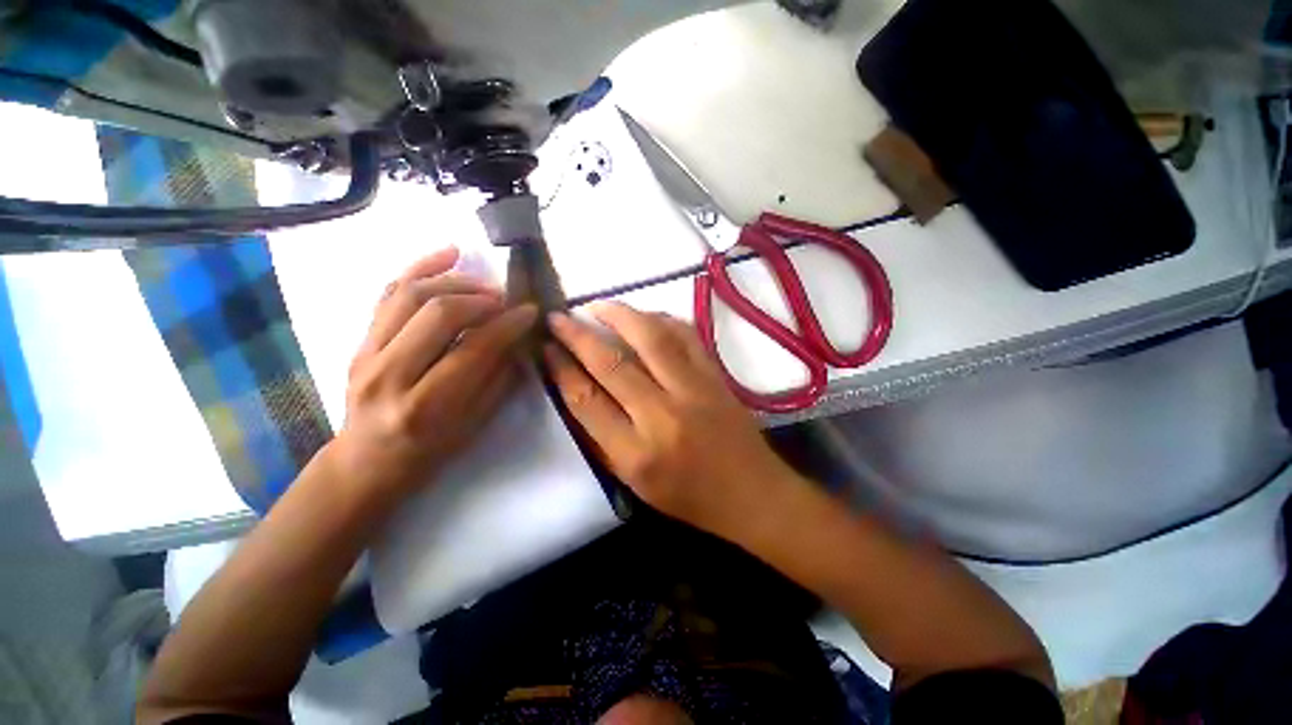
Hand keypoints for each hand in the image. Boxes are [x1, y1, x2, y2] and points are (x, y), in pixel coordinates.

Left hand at [330, 248, 537, 499]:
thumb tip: (517, 338)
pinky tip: (448, 254)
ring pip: (410, 295)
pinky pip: (388, 293)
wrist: (367, 459)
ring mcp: (367, 353)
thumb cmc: (430, 450)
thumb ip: (498, 379)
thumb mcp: (474, 424)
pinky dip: (419, 268)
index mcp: (426, 406)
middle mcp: (390, 374)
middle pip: (438, 314)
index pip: (473, 350)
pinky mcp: (359, 340)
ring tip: (484, 285)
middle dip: (481, 299)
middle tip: (505, 300)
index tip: (529, 311)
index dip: (507, 325)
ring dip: (455, 281)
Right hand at [544, 301, 801, 538]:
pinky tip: (645, 316)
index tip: (547, 348)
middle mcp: (663, 415)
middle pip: (611, 364)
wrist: (752, 493)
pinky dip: (662, 319)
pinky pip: (686, 335)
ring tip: (598, 306)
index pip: (587, 400)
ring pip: (650, 339)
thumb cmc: (689, 497)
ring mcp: (694, 390)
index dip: (561, 369)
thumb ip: (603, 439)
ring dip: (620, 316)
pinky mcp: (716, 376)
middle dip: (578, 336)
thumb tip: (578, 392)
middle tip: (559, 317)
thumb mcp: (635, 483)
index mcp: (636, 453)